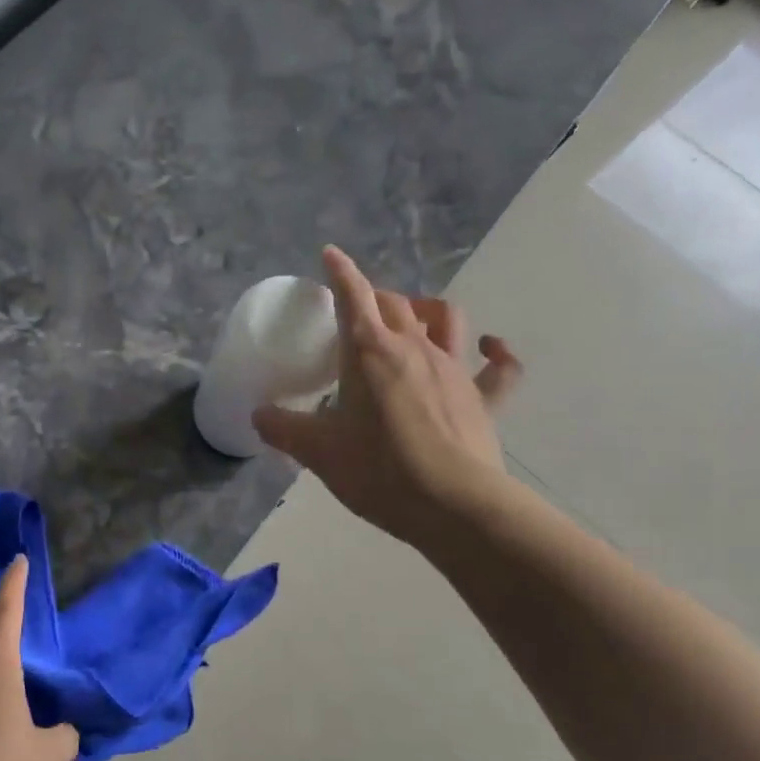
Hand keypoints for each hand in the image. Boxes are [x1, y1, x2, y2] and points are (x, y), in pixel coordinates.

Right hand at [252, 246, 522, 550]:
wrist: (453, 506)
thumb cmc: (380, 470)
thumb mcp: (318, 452)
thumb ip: (283, 428)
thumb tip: (259, 415)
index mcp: (369, 351)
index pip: (353, 296)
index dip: (341, 272)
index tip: (331, 254)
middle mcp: (413, 348)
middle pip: (394, 304)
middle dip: (374, 298)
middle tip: (358, 313)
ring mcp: (454, 371)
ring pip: (445, 319)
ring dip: (427, 310)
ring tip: (413, 319)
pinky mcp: (484, 399)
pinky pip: (500, 368)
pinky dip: (497, 353)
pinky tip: (491, 348)